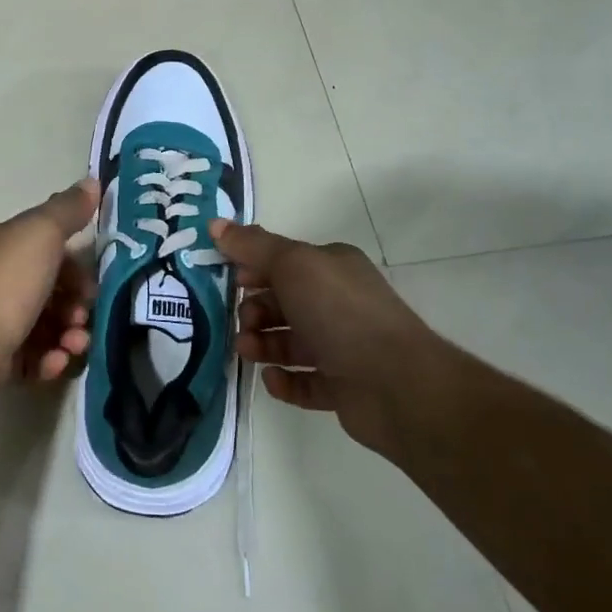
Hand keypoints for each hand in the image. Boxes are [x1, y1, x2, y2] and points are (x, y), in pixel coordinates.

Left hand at [0, 178, 99, 414]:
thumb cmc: (2, 287)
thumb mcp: (40, 235)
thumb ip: (67, 210)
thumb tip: (92, 180)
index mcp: (1, 244)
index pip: (47, 247)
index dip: (76, 263)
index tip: (94, 283)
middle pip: (49, 289)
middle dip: (76, 304)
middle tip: (84, 318)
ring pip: (45, 326)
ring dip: (69, 335)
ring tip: (74, 346)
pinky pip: (31, 359)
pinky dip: (48, 361)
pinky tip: (54, 364)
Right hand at [210, 219, 443, 458]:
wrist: (396, 384)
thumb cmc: (340, 312)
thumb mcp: (292, 265)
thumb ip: (252, 246)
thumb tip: (215, 223)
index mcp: (332, 267)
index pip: (284, 261)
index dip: (253, 267)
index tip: (228, 280)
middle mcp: (339, 302)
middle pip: (284, 302)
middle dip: (255, 310)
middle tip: (241, 322)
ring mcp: (343, 346)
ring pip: (291, 342)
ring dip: (263, 344)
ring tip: (247, 352)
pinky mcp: (343, 387)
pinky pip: (305, 381)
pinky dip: (285, 380)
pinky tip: (272, 379)